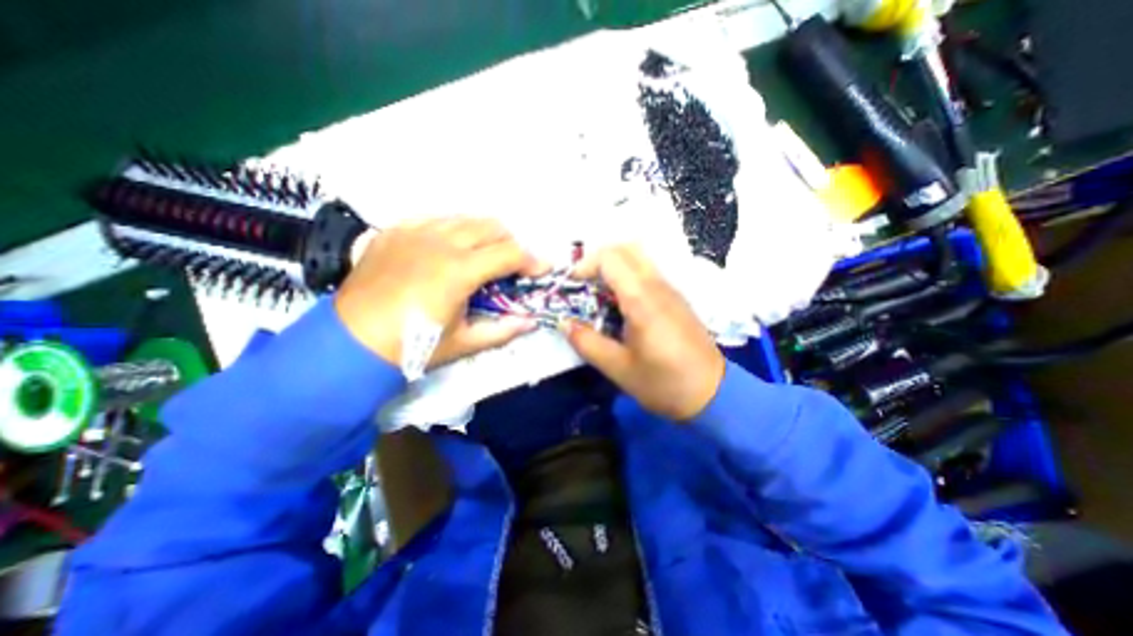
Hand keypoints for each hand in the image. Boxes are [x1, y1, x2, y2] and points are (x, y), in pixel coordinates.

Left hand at [333, 215, 547, 367]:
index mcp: (459, 270)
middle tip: (512, 265)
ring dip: (484, 234)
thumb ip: (503, 330)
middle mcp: (440, 241)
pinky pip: (435, 217)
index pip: (510, 253)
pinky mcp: (395, 230)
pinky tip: (449, 248)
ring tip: (483, 256)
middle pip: (492, 226)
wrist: (350, 342)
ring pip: (465, 217)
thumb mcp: (464, 342)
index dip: (533, 260)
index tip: (542, 270)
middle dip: (511, 243)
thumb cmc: (413, 346)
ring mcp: (414, 231)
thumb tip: (531, 322)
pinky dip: (453, 229)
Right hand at [559, 245, 725, 420]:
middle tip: (584, 284)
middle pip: (626, 248)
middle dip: (598, 259)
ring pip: (639, 257)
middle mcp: (658, 286)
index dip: (585, 265)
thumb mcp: (618, 368)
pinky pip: (649, 272)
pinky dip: (628, 275)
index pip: (610, 258)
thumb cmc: (663, 383)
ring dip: (614, 266)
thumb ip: (587, 342)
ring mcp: (671, 289)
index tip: (571, 285)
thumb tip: (562, 323)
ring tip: (599, 293)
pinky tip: (621, 303)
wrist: (712, 394)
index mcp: (642, 300)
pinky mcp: (676, 298)